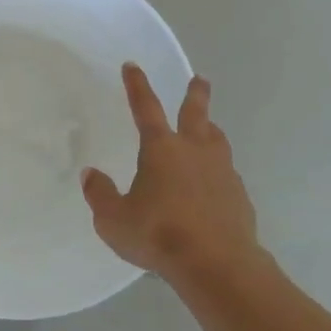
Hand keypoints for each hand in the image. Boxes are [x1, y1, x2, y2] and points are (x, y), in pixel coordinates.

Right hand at [82, 64, 260, 285]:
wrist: (216, 264)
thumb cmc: (158, 235)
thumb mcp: (113, 219)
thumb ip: (100, 194)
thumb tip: (90, 174)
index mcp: (161, 149)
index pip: (145, 108)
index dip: (137, 86)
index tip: (133, 66)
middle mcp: (194, 151)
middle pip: (196, 113)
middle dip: (195, 94)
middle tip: (200, 79)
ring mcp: (222, 172)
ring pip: (217, 140)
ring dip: (211, 129)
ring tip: (209, 129)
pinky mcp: (239, 196)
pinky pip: (227, 174)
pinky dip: (218, 171)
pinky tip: (214, 184)